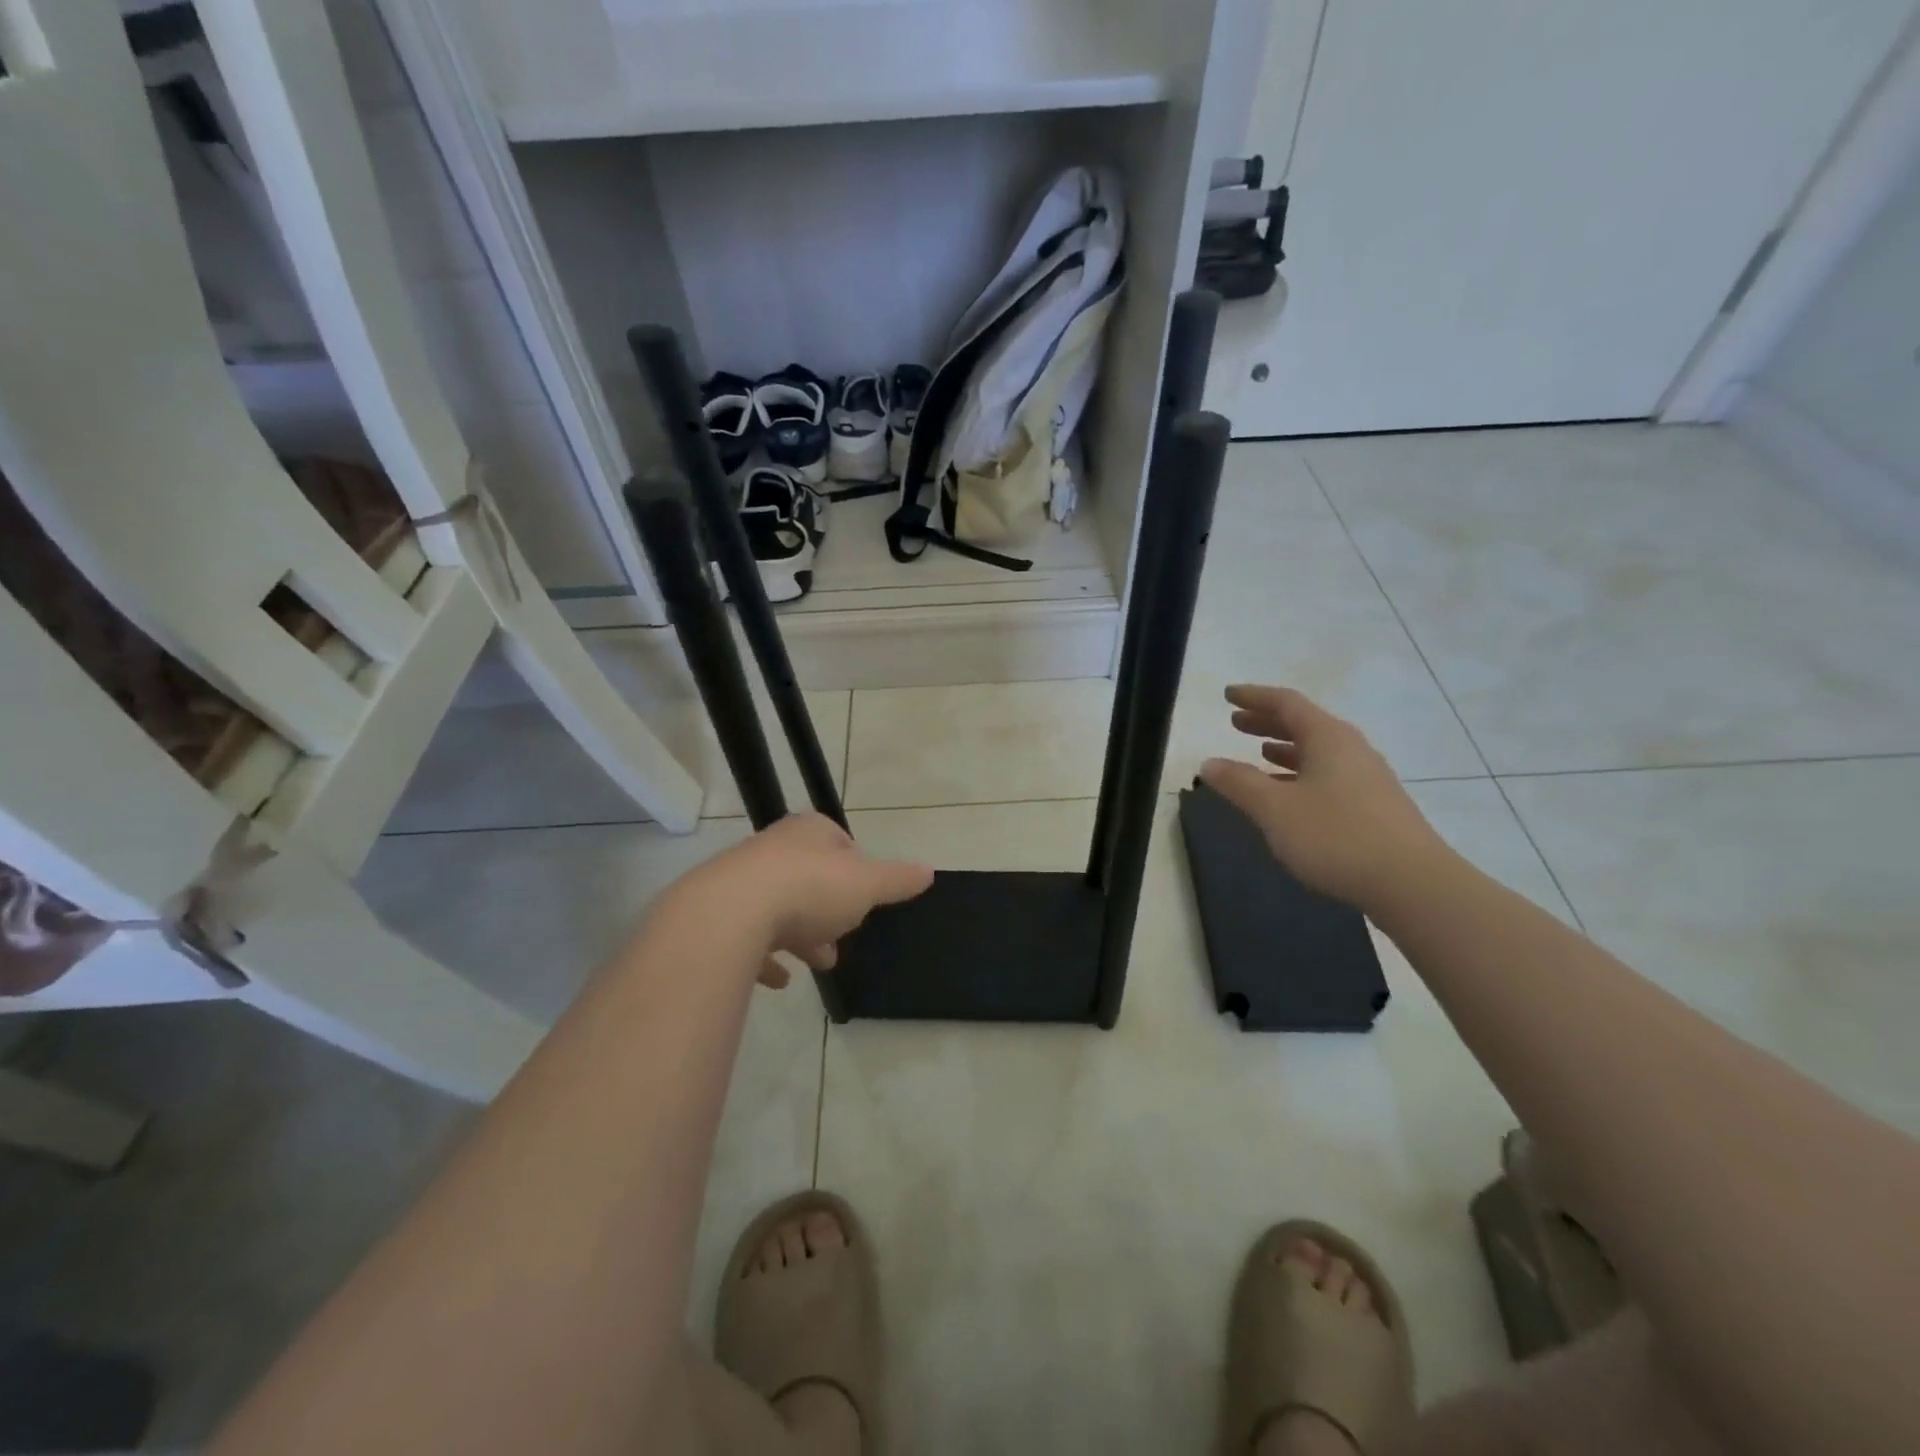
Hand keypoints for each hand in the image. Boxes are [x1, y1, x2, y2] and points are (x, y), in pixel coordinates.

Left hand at [672, 814, 933, 987]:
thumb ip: (896, 879)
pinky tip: (779, 979)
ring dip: (800, 932)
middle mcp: (774, 847)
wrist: (730, 913)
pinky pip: (747, 935)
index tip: (866, 899)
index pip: (840, 841)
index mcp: (810, 832)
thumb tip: (929, 870)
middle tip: (843, 937)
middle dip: (829, 908)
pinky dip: (765, 956)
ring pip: (778, 904)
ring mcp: (741, 879)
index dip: (857, 869)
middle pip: (809, 876)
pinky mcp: (717, 913)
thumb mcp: (866, 884)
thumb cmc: (810, 889)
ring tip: (818, 962)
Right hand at [1199, 685, 1446, 911]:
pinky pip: (1328, 775)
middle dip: (1267, 721)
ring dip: (1284, 749)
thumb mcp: (1275, 809)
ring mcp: (1367, 778)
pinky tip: (1289, 796)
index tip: (1228, 695)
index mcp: (1328, 738)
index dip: (1254, 696)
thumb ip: (1239, 783)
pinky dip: (1300, 774)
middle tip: (1235, 723)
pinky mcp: (1374, 806)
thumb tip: (1209, 763)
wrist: (1412, 884)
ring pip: (1318, 752)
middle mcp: (1351, 749)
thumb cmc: (1336, 836)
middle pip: (1304, 724)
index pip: (1286, 703)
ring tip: (1258, 755)